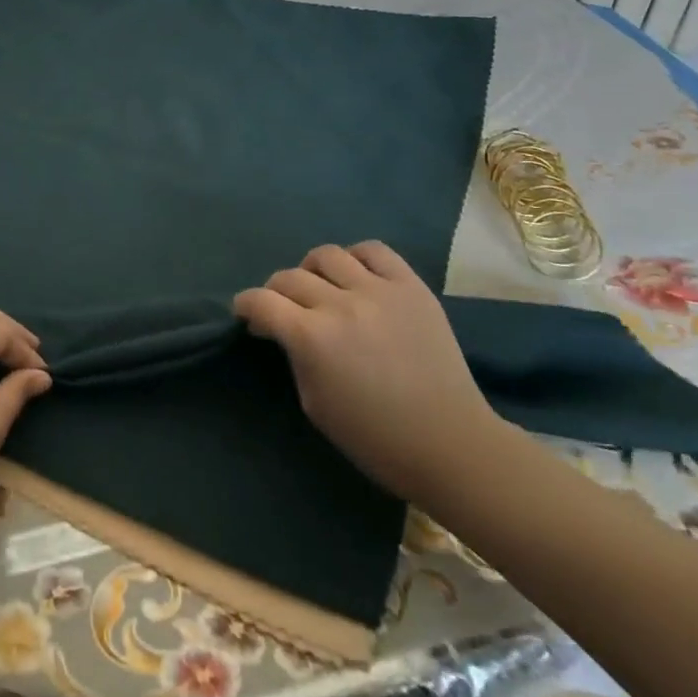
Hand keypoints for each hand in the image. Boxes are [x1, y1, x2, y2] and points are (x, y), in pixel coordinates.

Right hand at [234, 242, 502, 500]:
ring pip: (326, 255)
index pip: (260, 301)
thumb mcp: (315, 403)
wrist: (452, 445)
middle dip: (276, 293)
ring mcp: (379, 291)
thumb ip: (295, 356)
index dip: (245, 305)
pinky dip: (356, 258)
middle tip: (284, 310)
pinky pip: (374, 251)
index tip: (247, 314)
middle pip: (289, 277)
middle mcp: (341, 304)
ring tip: (321, 289)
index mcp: (312, 338)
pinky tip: (356, 277)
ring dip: (312, 271)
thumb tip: (282, 329)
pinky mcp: (411, 287)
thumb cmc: (375, 438)